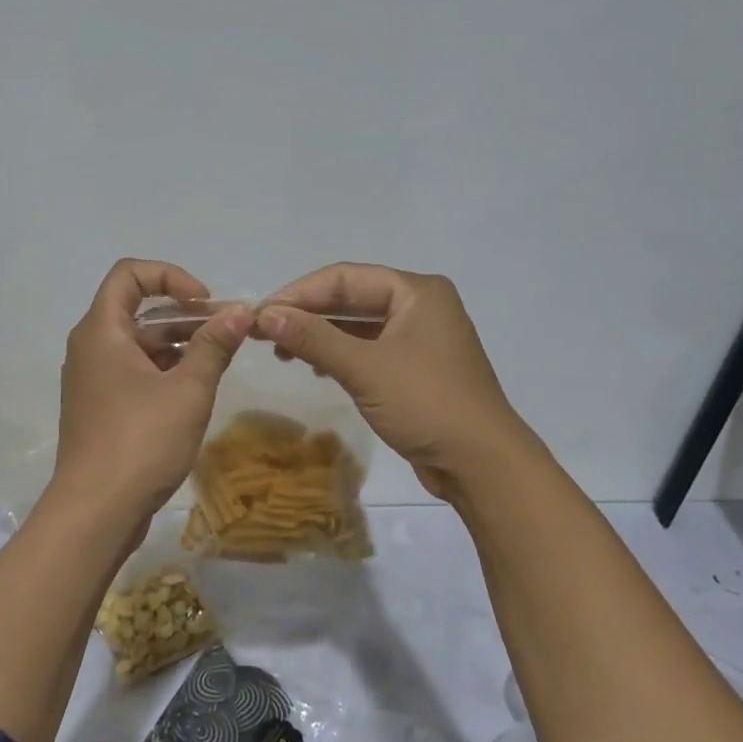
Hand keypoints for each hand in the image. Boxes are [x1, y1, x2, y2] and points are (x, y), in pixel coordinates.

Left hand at [47, 259, 251, 534]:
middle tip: (226, 331)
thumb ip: (214, 345)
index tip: (205, 302)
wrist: (95, 513)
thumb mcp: (188, 390)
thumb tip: (241, 310)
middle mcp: (90, 347)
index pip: (130, 274)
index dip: (171, 276)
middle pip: (136, 309)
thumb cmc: (141, 442)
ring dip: (177, 343)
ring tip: (219, 360)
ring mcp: (92, 380)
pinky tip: (195, 389)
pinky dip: (163, 369)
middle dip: (184, 313)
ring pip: (137, 343)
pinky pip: (133, 371)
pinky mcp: (99, 407)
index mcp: (101, 331)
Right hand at [255, 263, 531, 500]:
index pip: (344, 277)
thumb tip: (264, 315)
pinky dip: (340, 355)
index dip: (298, 293)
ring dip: (321, 335)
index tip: (260, 314)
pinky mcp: (417, 368)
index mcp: (416, 291)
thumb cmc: (426, 404)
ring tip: (282, 352)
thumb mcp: (364, 368)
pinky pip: (370, 349)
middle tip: (263, 333)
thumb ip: (313, 338)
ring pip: (359, 326)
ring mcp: (421, 338)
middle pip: (351, 298)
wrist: (482, 464)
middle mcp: (420, 306)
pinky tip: (317, 369)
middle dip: (307, 314)